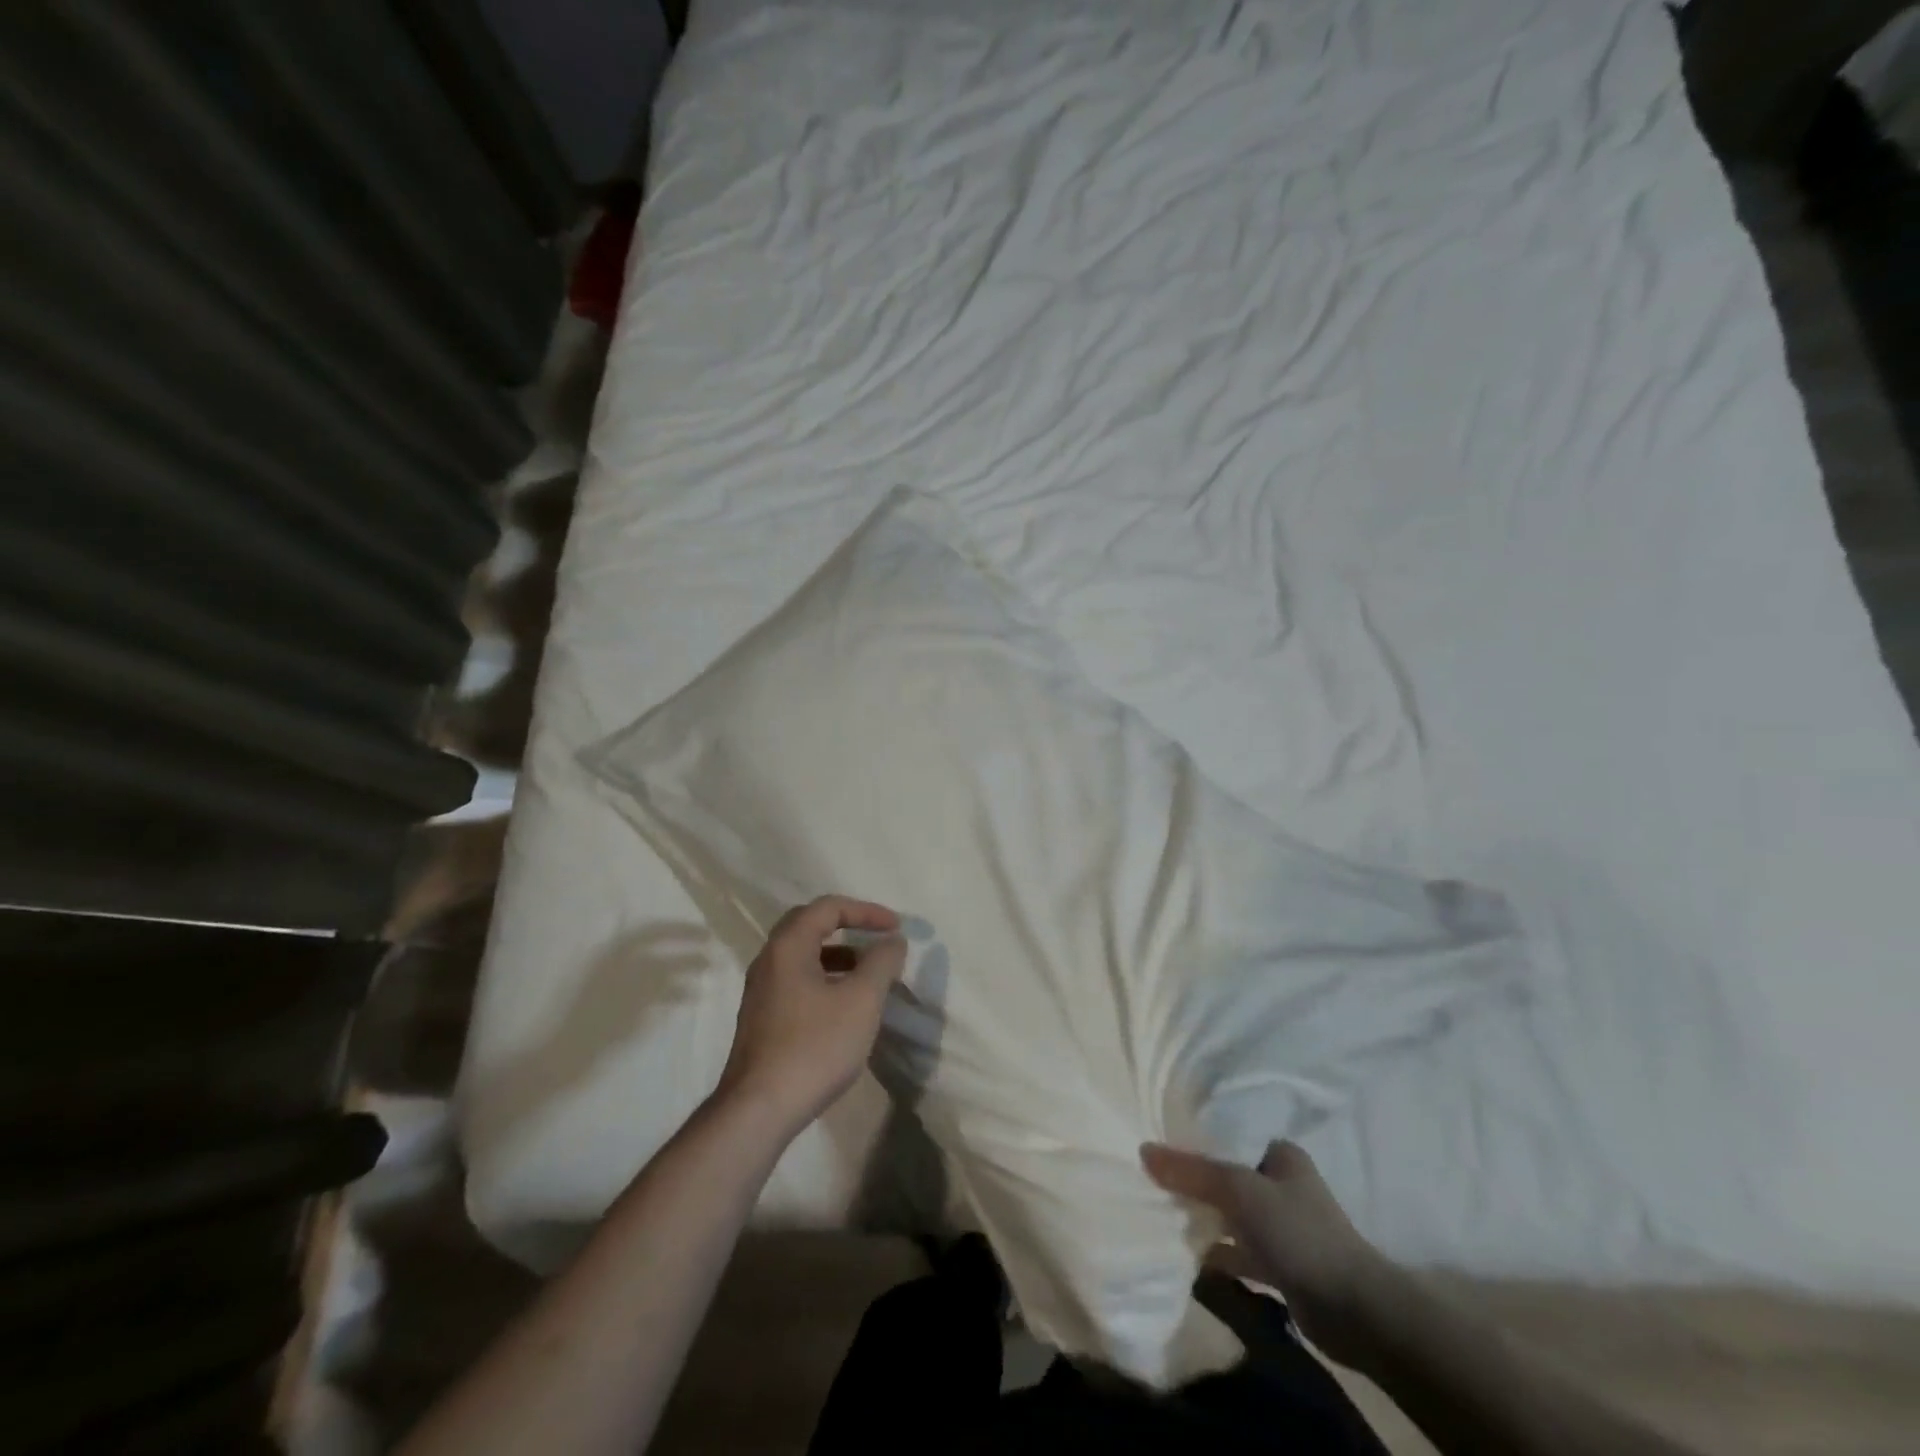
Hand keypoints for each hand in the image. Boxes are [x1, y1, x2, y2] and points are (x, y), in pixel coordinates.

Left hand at [715, 897, 907, 1140]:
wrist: (758, 1111)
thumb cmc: (814, 1047)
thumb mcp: (861, 1001)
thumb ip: (881, 963)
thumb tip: (892, 940)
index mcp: (788, 947)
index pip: (827, 907)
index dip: (866, 911)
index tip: (896, 927)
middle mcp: (768, 961)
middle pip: (810, 925)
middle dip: (848, 926)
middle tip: (877, 938)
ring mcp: (761, 992)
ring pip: (803, 957)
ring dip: (839, 957)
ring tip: (869, 976)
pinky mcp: (762, 1020)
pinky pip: (797, 982)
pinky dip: (825, 980)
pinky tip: (845, 1008)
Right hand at [1142, 1139, 1397, 1367]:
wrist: (1354, 1311)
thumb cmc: (1299, 1233)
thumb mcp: (1240, 1191)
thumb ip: (1192, 1171)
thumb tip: (1143, 1149)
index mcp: (1281, 1154)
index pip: (1232, 1135)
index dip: (1198, 1137)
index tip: (1162, 1139)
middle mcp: (1283, 1185)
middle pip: (1229, 1175)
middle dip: (1196, 1180)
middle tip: (1154, 1178)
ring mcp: (1284, 1228)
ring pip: (1233, 1215)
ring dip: (1205, 1217)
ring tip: (1162, 1213)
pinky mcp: (1282, 1267)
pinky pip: (1239, 1251)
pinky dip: (1217, 1252)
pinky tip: (1186, 1255)